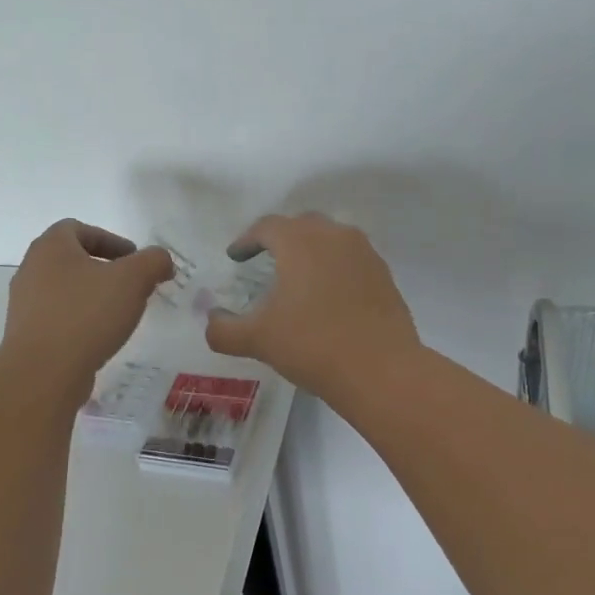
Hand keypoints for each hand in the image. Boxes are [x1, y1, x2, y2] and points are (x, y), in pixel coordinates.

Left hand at [2, 220, 173, 388]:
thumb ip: (153, 261)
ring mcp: (25, 304)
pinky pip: (58, 318)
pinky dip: (81, 320)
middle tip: (131, 285)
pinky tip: (100, 337)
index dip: (109, 239)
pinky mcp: (27, 335)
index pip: (78, 228)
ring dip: (92, 296)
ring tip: (119, 314)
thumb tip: (161, 261)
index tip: (133, 258)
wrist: (43, 373)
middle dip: (104, 269)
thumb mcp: (134, 279)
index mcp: (51, 247)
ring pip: (65, 290)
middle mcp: (31, 270)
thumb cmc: (87, 314)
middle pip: (71, 259)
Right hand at [204, 213, 419, 398]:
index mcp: (300, 242)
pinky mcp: (383, 275)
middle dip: (280, 238)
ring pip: (331, 239)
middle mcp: (334, 236)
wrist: (381, 370)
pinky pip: (351, 259)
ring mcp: (364, 253)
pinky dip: (334, 267)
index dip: (246, 240)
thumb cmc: (312, 345)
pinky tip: (328, 295)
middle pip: (301, 225)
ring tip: (297, 276)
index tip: (235, 256)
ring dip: (310, 250)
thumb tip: (211, 321)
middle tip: (264, 258)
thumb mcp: (258, 340)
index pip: (267, 226)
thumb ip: (224, 329)